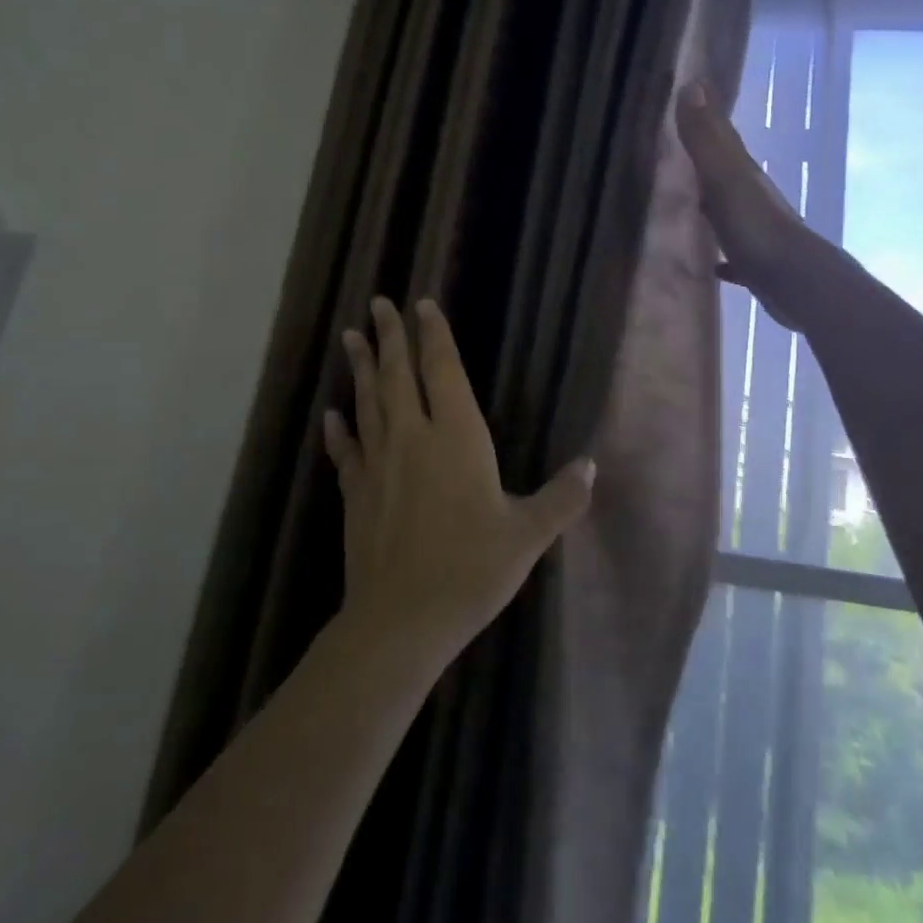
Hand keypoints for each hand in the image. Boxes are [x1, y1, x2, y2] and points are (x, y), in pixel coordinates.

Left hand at [323, 297, 595, 662]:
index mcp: (457, 438)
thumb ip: (562, 498)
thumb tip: (591, 467)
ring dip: (361, 368)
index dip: (434, 336)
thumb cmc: (471, 569)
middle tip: (379, 303)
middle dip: (390, 337)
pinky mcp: (356, 494)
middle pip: (397, 375)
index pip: (442, 371)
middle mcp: (413, 438)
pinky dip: (339, 430)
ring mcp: (378, 464)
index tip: (422, 305)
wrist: (403, 619)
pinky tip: (332, 416)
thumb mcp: (528, 535)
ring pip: (367, 403)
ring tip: (351, 336)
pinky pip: (346, 451)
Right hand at [675, 79, 819, 328]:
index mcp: (744, 174)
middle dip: (707, 160)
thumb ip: (706, 139)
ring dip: (714, 207)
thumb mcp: (725, 179)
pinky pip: (736, 256)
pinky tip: (713, 265)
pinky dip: (725, 257)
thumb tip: (692, 84)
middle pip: (726, 172)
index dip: (707, 116)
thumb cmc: (757, 229)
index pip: (723, 137)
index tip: (691, 94)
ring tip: (689, 204)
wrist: (797, 283)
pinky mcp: (758, 267)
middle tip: (679, 150)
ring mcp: (758, 233)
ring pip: (731, 212)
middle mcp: (752, 198)